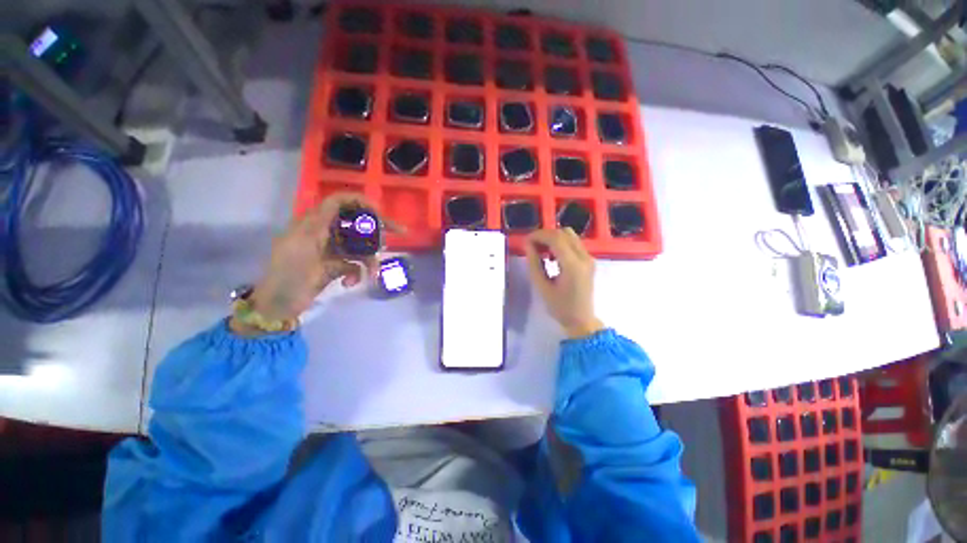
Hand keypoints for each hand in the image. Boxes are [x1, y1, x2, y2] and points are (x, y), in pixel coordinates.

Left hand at [231, 193, 400, 334]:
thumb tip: (340, 203)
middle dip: (377, 231)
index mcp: (314, 224)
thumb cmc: (288, 274)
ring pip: (360, 246)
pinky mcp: (335, 265)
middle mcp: (325, 233)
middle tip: (400, 233)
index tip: (381, 213)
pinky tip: (349, 283)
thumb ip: (321, 223)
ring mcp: (331, 250)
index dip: (361, 202)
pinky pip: (355, 264)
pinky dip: (357, 273)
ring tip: (373, 273)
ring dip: (370, 259)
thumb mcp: (302, 244)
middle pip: (357, 223)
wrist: (279, 305)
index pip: (339, 202)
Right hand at [524, 228, 604, 338]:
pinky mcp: (589, 260)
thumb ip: (534, 263)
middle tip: (531, 245)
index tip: (525, 241)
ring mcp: (589, 258)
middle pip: (563, 233)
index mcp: (573, 265)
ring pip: (570, 235)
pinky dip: (560, 243)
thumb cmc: (560, 307)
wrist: (582, 320)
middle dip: (545, 235)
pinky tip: (552, 255)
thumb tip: (527, 245)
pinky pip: (574, 243)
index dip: (538, 235)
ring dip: (553, 238)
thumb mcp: (542, 287)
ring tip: (540, 250)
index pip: (555, 238)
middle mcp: (584, 257)